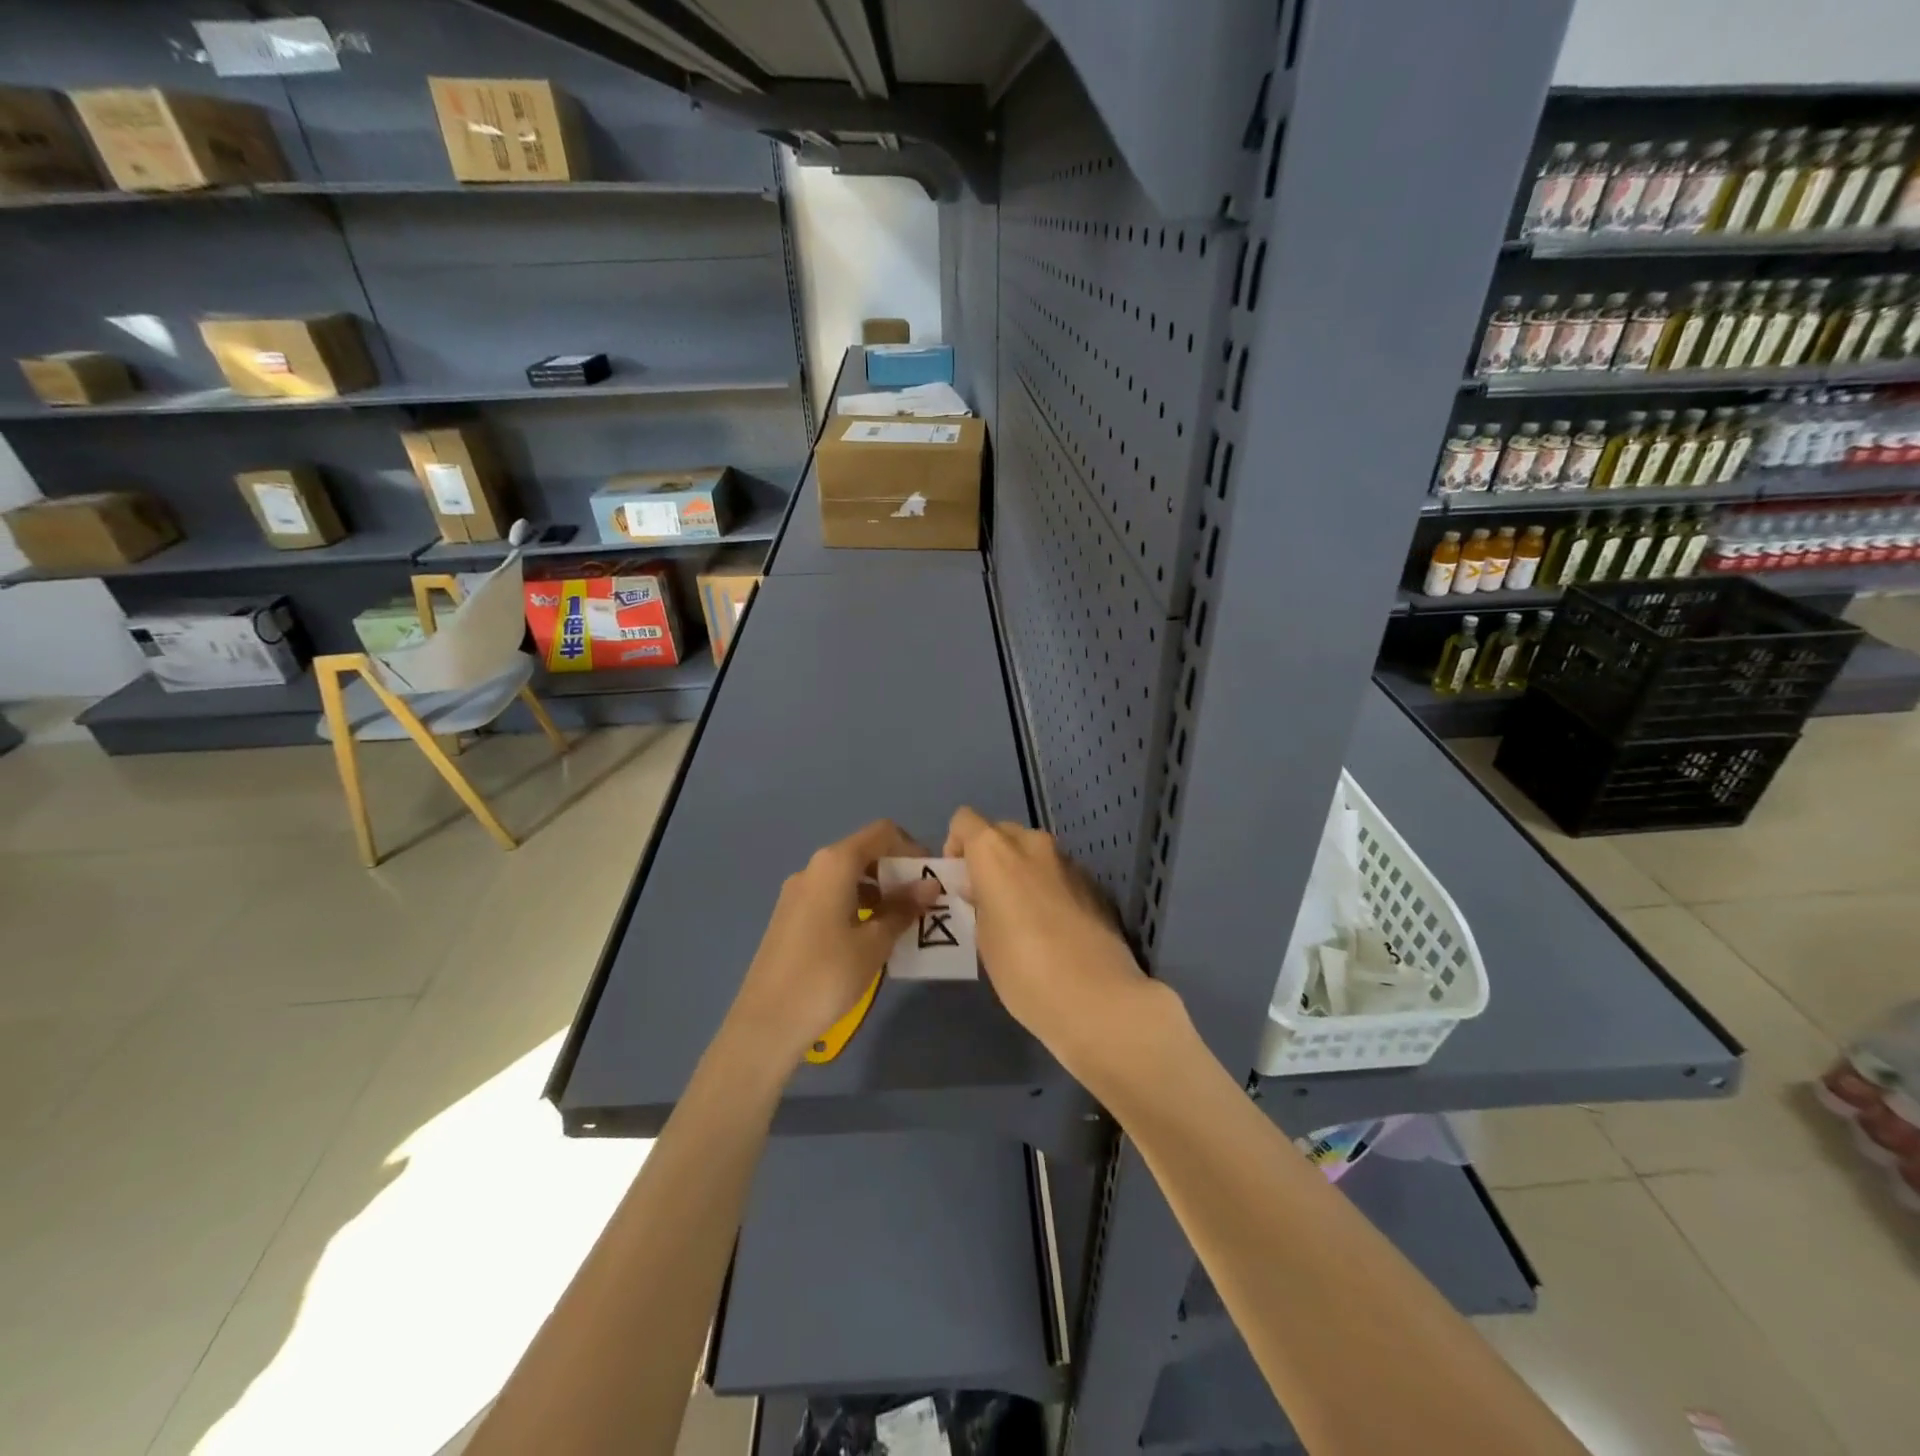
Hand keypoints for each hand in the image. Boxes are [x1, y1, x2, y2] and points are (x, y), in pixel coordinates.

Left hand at [727, 820, 939, 1066]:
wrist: (765, 1022)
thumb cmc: (827, 975)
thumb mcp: (874, 943)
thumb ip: (903, 908)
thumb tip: (930, 885)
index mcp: (834, 864)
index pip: (881, 833)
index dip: (911, 848)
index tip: (929, 878)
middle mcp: (813, 868)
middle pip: (863, 852)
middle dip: (896, 872)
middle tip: (920, 904)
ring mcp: (797, 892)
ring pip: (847, 876)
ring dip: (878, 891)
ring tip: (900, 924)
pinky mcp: (789, 916)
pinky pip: (831, 896)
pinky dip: (856, 905)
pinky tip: (868, 938)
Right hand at [945, 807, 1177, 1083]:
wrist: (1096, 998)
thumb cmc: (1022, 970)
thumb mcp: (982, 939)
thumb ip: (977, 903)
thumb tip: (979, 890)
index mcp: (996, 852)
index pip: (965, 820)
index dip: (955, 845)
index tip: (959, 881)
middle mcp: (1032, 844)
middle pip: (1001, 832)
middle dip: (989, 857)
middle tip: (986, 898)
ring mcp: (1068, 861)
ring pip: (1033, 852)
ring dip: (1020, 871)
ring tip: (1020, 916)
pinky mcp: (1093, 883)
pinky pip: (1058, 873)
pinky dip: (1047, 887)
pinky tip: (1052, 928)